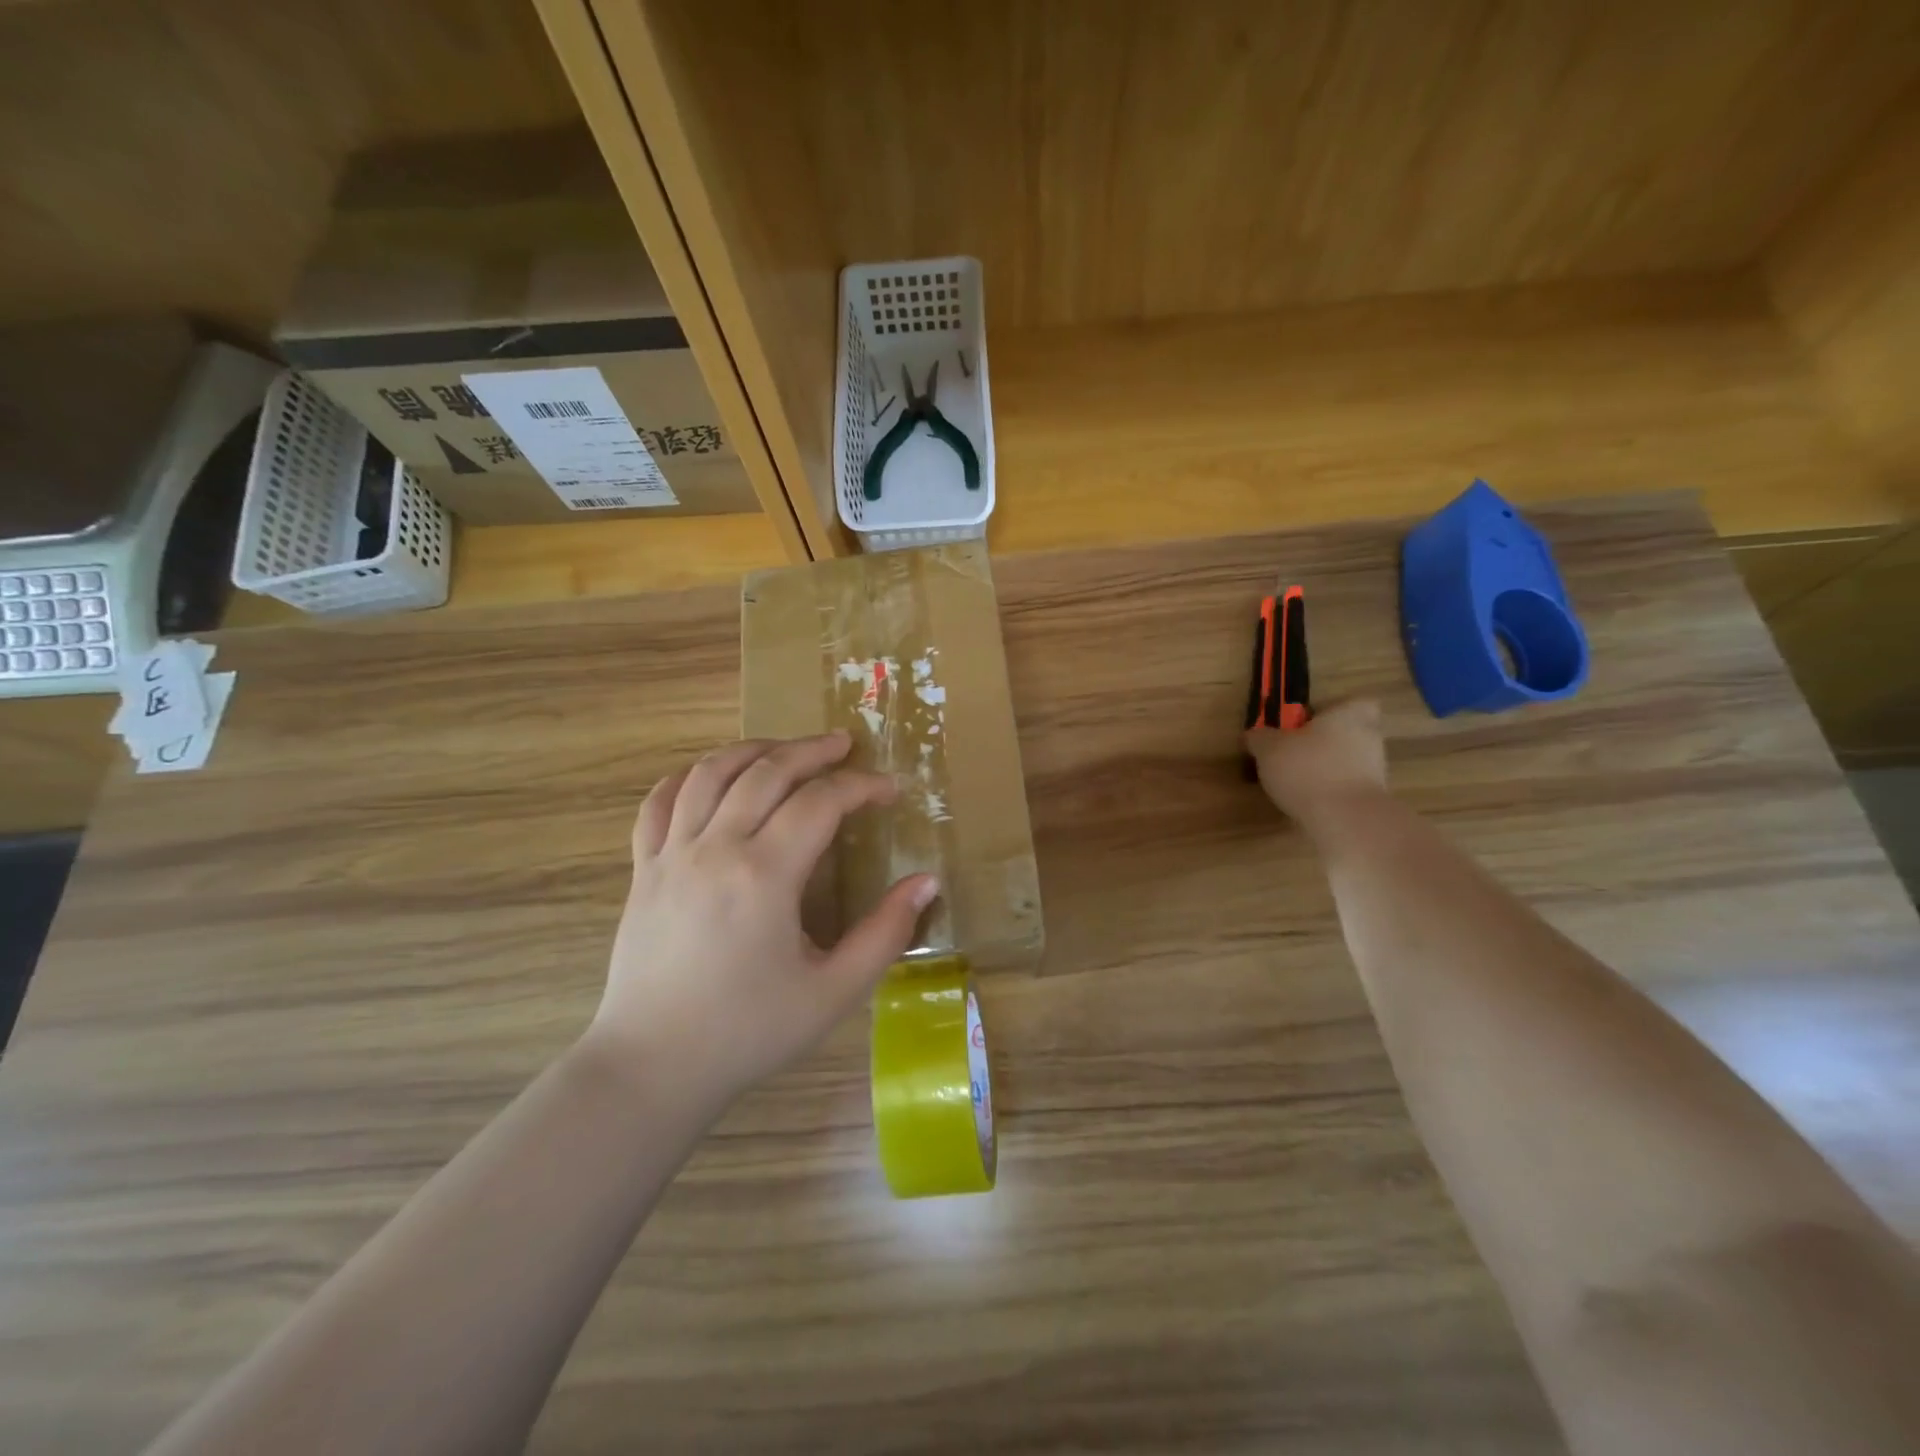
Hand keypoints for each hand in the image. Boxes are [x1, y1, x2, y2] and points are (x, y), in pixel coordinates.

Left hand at [589, 733, 938, 1107]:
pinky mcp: (642, 870)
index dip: (861, 786)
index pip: (820, 802)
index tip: (889, 790)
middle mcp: (715, 849)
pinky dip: (688, 776)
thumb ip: (885, 933)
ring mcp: (670, 855)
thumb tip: (926, 882)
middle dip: (811, 750)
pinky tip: (712, 776)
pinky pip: (658, 802)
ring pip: (710, 773)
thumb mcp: (834, 992)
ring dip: (753, 750)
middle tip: (844, 744)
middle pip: (766, 771)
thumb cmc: (749, 1031)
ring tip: (785, 749)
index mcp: (764, 875)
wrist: (653, 1066)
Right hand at [1245, 699, 1388, 831]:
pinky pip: (1346, 788)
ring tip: (1293, 783)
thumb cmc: (1308, 769)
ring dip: (1324, 769)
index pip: (1353, 703)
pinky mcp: (1371, 800)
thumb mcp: (1268, 748)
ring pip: (1347, 762)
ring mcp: (1376, 771)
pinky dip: (1328, 793)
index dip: (1331, 711)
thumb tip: (1253, 735)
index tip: (1306, 723)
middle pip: (1347, 734)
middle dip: (1323, 743)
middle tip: (1292, 754)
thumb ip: (1259, 738)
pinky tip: (1305, 803)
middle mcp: (1370, 738)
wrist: (1346, 820)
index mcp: (1350, 715)